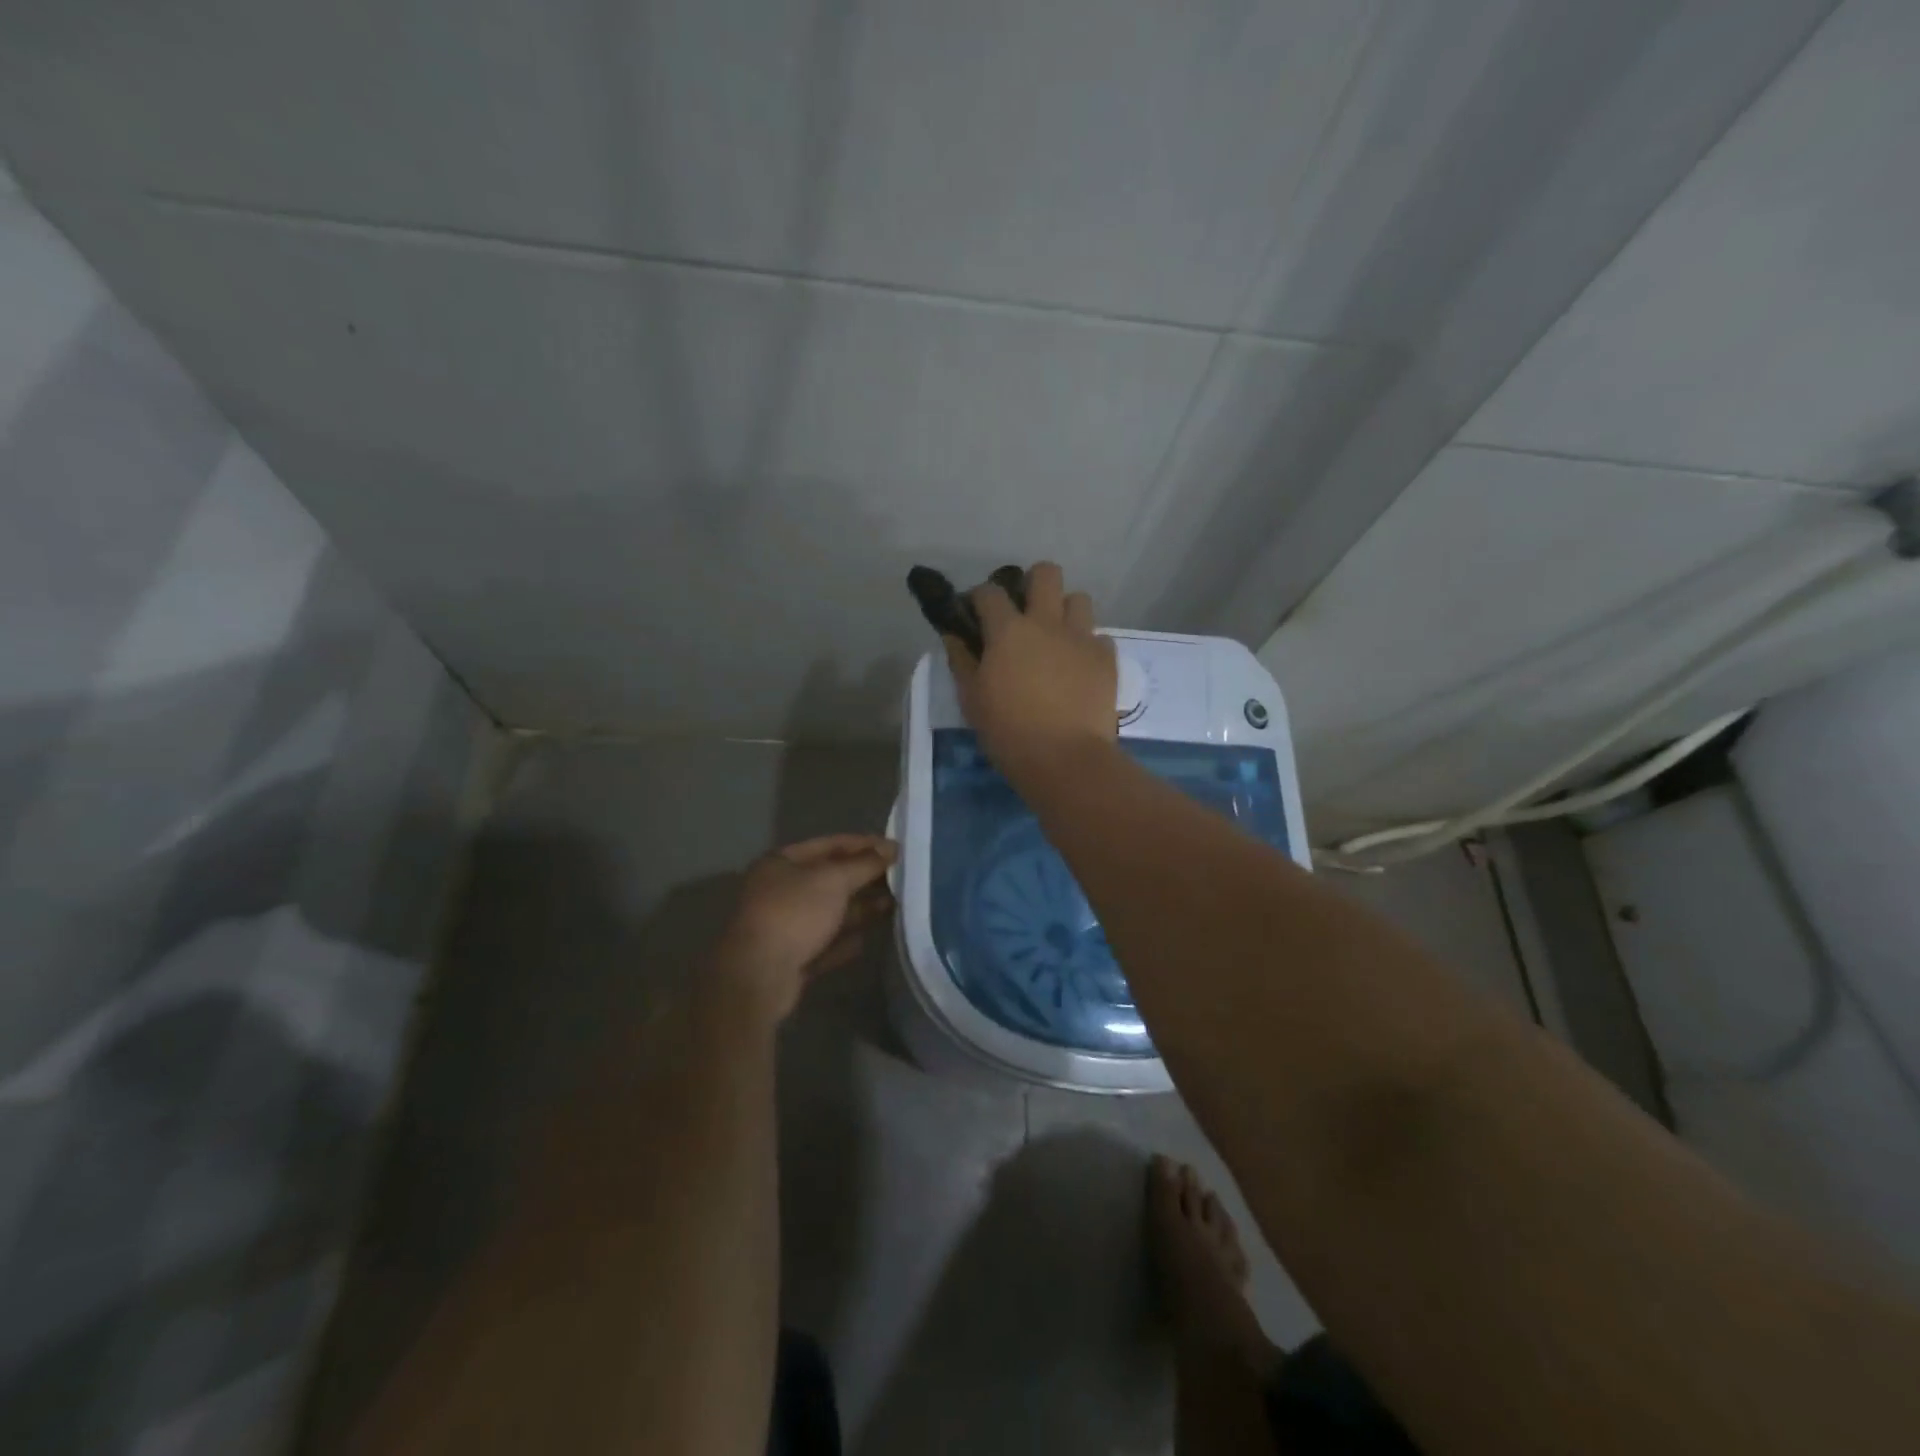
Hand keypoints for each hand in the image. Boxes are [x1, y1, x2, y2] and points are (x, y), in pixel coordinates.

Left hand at [710, 834, 896, 1022]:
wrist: (758, 976)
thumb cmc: (794, 913)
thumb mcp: (833, 880)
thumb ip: (864, 864)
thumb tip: (890, 850)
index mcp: (781, 862)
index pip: (829, 844)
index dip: (864, 844)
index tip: (896, 848)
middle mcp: (780, 890)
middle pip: (830, 879)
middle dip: (864, 878)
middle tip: (900, 878)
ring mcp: (784, 926)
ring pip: (830, 912)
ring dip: (860, 909)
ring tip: (894, 905)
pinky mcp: (791, 958)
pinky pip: (825, 943)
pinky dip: (845, 940)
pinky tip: (867, 940)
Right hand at [945, 561, 1116, 780]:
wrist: (1065, 758)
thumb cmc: (1008, 731)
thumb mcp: (972, 699)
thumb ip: (962, 661)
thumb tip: (954, 635)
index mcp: (1008, 630)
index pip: (990, 592)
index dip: (980, 598)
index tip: (977, 614)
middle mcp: (1047, 622)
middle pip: (1046, 573)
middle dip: (1033, 583)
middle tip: (1025, 612)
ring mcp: (1082, 637)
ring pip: (1078, 599)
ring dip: (1065, 611)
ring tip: (1056, 637)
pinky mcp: (1107, 658)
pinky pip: (1098, 636)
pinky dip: (1087, 645)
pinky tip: (1078, 667)